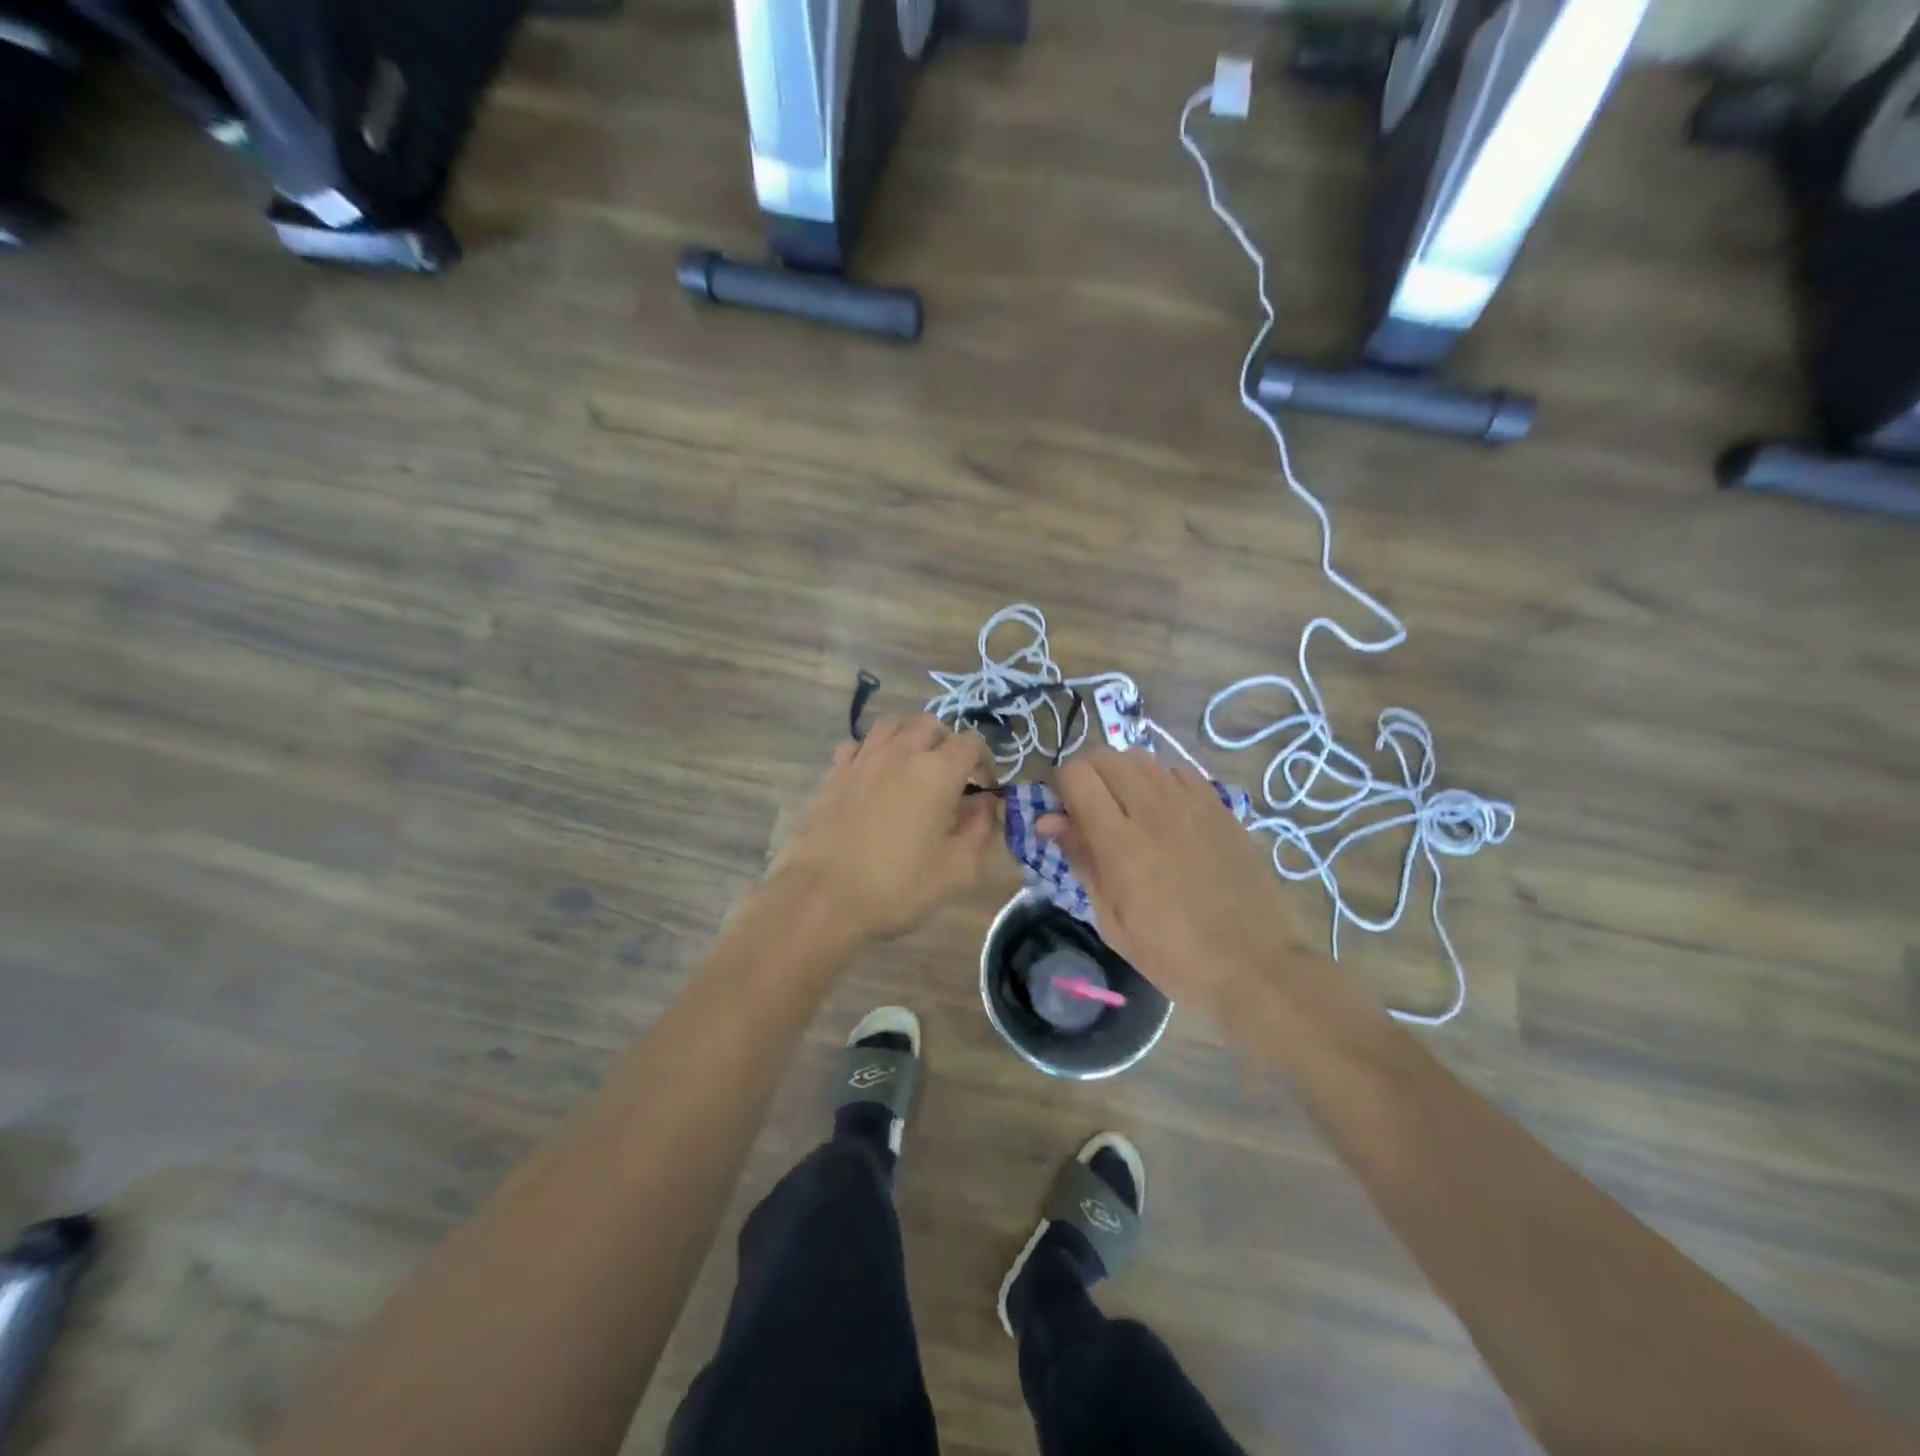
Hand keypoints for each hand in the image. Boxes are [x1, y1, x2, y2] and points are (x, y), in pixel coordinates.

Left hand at [769, 716, 998, 942]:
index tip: (983, 789)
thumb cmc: (896, 886)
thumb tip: (987, 804)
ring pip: (893, 725)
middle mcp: (900, 753)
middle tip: (951, 778)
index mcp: (937, 771)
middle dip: (948, 744)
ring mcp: (862, 759)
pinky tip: (875, 777)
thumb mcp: (956, 869)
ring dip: (910, 738)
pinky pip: (859, 745)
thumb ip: (980, 829)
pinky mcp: (834, 773)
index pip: (971, 742)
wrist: (821, 896)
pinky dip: (874, 751)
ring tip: (914, 768)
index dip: (984, 762)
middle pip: (931, 724)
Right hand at [1038, 749, 1312, 1021]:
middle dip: (1087, 775)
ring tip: (1127, 811)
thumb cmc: (1173, 956)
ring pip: (1141, 759)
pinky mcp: (1220, 807)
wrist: (1254, 966)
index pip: (1076, 775)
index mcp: (1119, 842)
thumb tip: (1049, 821)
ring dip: (1122, 776)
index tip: (1063, 812)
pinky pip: (1179, 772)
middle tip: (1088, 809)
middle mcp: (1153, 810)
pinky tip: (1166, 813)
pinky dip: (1160, 782)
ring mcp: (1191, 804)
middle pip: (1105, 755)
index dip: (1061, 786)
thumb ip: (1082, 860)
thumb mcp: (1112, 920)